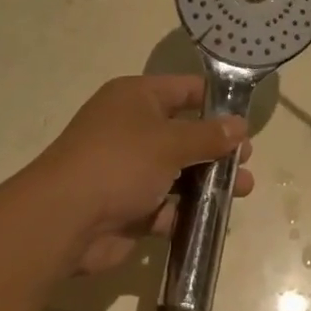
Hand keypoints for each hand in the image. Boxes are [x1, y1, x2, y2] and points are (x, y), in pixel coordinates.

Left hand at [28, 75, 252, 276]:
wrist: (64, 220)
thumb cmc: (120, 162)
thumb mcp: (170, 142)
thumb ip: (208, 136)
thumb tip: (240, 125)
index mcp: (136, 97)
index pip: (184, 89)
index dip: (216, 100)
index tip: (247, 117)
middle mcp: (132, 127)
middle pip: (184, 132)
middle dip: (217, 147)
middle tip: (247, 161)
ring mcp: (128, 169)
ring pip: (178, 171)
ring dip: (208, 181)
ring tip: (243, 190)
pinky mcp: (127, 206)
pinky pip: (165, 204)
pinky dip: (187, 211)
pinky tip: (217, 219)